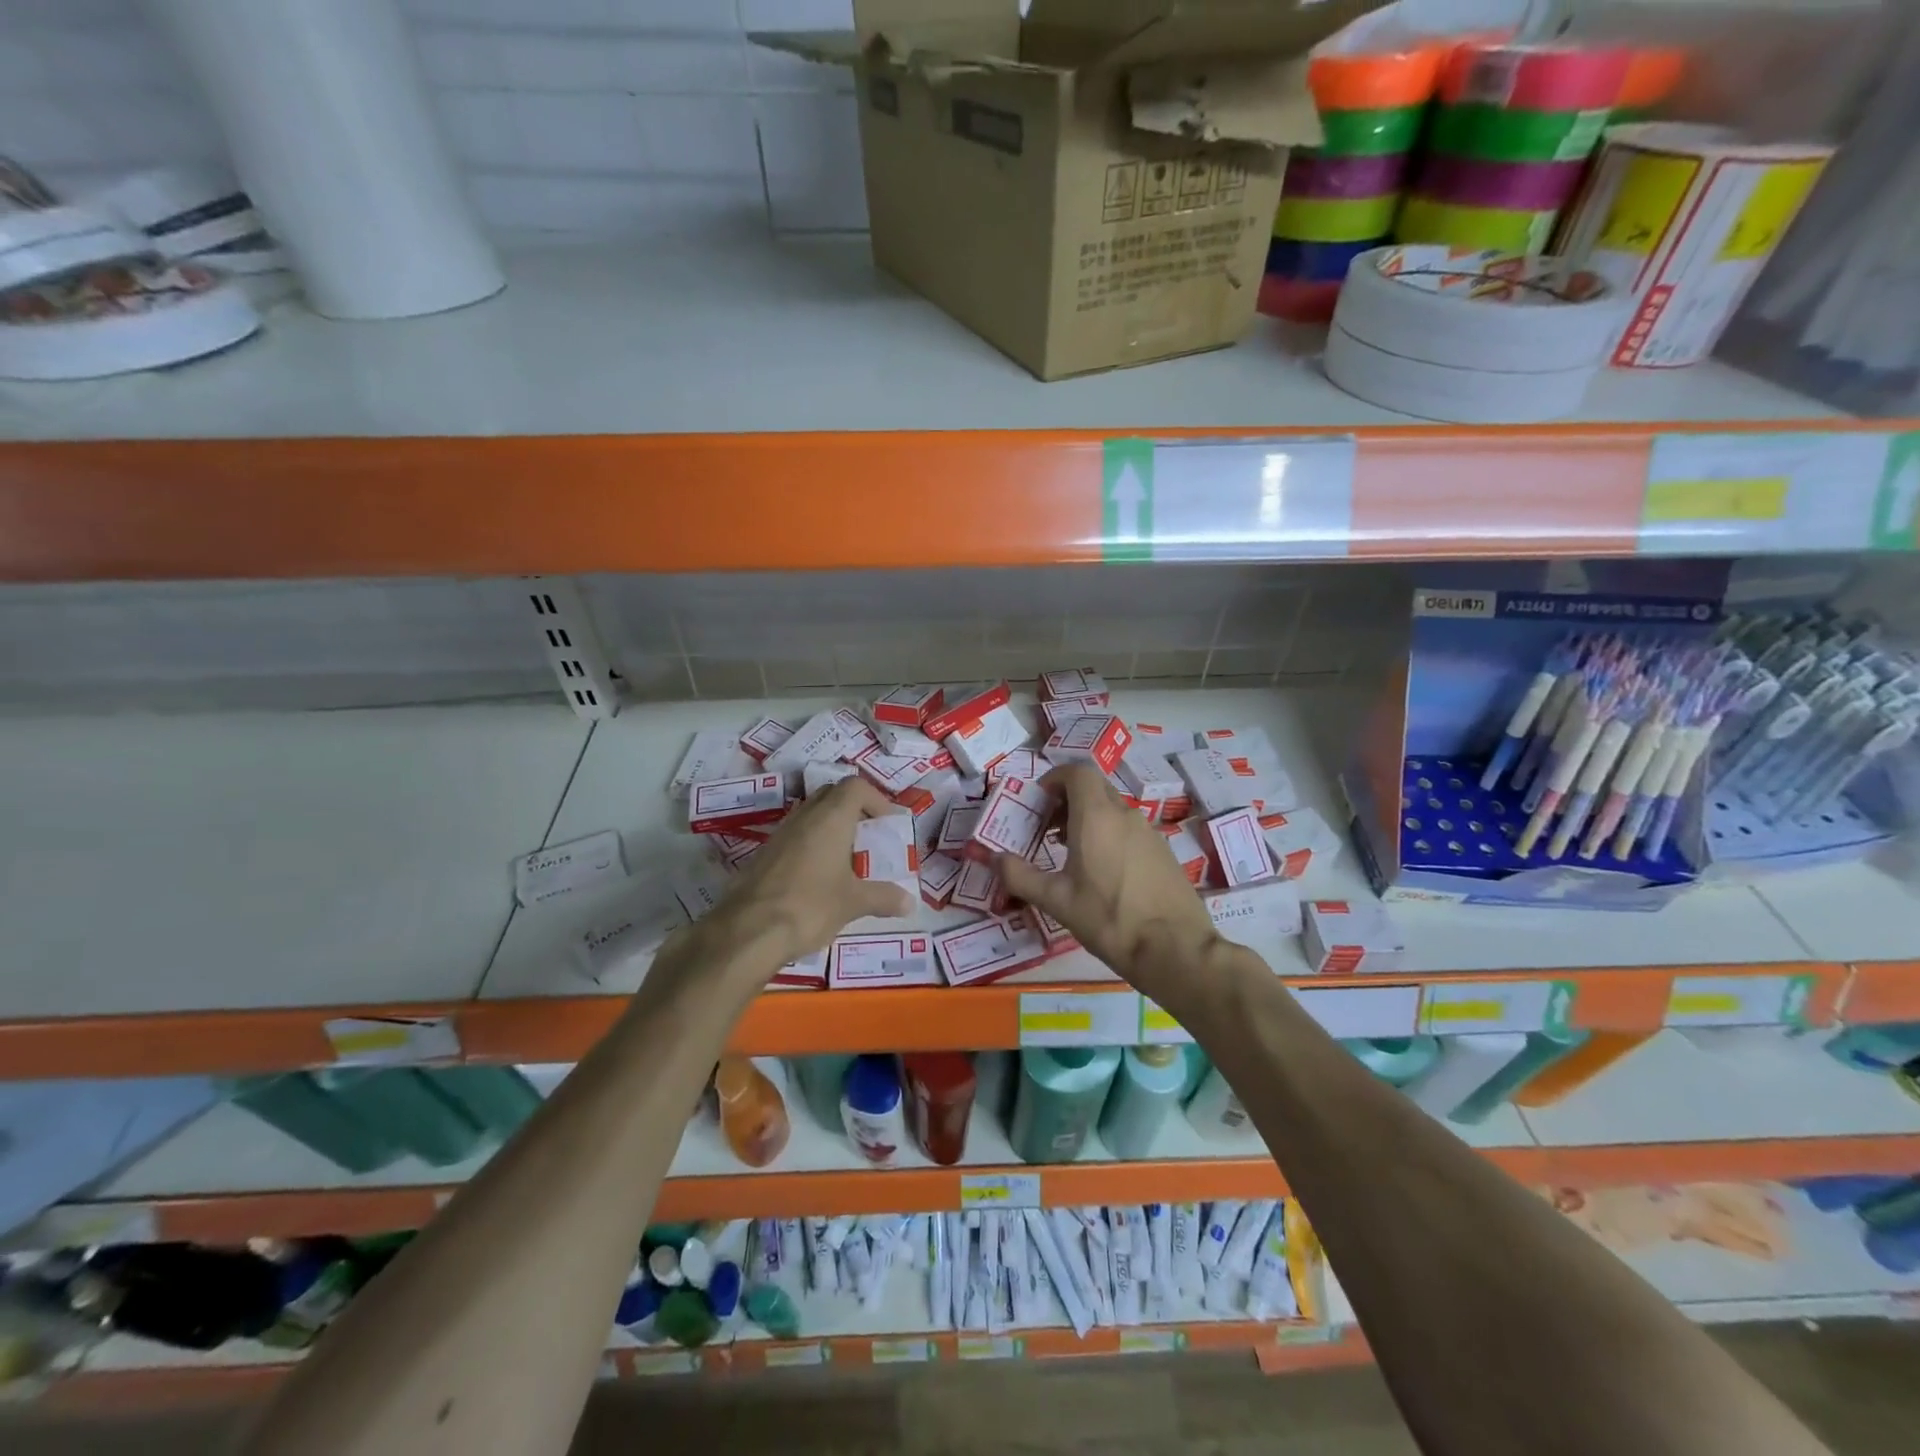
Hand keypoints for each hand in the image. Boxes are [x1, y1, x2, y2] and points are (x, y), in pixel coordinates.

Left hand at [708, 776, 915, 967]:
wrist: (748, 930)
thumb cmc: (810, 906)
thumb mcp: (853, 903)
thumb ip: (883, 897)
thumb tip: (909, 902)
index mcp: (831, 818)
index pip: (855, 787)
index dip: (875, 799)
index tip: (887, 823)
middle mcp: (805, 816)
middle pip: (831, 795)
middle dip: (853, 809)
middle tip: (868, 835)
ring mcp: (780, 833)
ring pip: (810, 814)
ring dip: (830, 827)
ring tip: (846, 857)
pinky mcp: (764, 854)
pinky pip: (794, 836)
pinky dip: (811, 844)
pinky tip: (818, 875)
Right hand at [997, 764, 1218, 990]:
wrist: (1175, 949)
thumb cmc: (1110, 919)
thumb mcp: (1057, 901)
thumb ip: (1020, 876)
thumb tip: (993, 859)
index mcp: (1097, 817)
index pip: (1077, 772)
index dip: (1055, 778)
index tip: (1038, 801)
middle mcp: (1125, 815)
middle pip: (1094, 788)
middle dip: (1067, 799)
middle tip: (1047, 827)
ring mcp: (1148, 832)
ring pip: (1112, 809)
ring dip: (1087, 817)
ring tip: (1069, 850)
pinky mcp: (1162, 851)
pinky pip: (1129, 828)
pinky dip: (1109, 833)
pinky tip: (1101, 871)